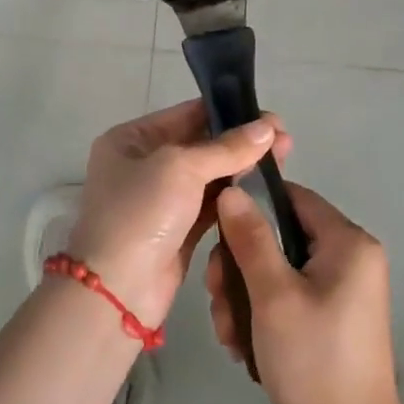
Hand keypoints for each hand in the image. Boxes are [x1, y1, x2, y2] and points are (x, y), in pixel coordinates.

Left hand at [67, 100, 291, 327]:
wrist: (118, 292)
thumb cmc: (142, 214)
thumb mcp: (181, 168)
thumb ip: (227, 148)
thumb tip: (268, 128)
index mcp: (132, 139)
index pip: (187, 114)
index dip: (229, 112)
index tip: (270, 118)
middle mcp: (144, 164)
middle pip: (202, 144)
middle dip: (242, 141)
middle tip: (284, 140)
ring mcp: (161, 200)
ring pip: (210, 175)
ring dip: (243, 168)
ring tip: (283, 160)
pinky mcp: (178, 230)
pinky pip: (212, 204)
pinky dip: (235, 196)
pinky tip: (265, 189)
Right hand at [206, 182, 403, 403]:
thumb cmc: (314, 361)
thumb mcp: (274, 296)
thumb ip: (251, 239)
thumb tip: (232, 190)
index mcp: (348, 241)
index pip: (292, 198)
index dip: (251, 209)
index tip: (217, 237)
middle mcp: (350, 256)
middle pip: (281, 237)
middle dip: (241, 268)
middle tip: (217, 300)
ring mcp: (343, 288)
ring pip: (279, 269)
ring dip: (245, 297)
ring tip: (229, 335)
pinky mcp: (332, 315)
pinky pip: (290, 294)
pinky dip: (263, 313)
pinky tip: (243, 345)